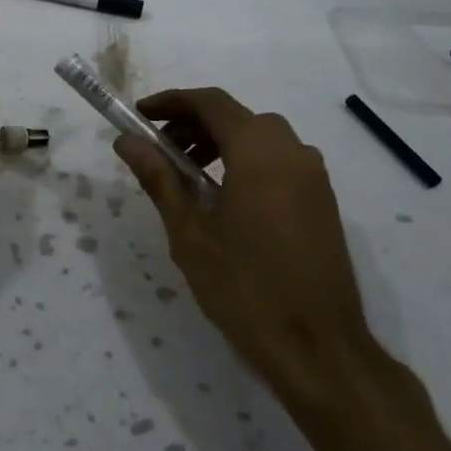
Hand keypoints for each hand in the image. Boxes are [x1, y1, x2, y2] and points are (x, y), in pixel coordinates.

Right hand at [113, 88, 383, 408]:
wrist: (320, 349)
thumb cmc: (245, 288)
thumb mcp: (190, 233)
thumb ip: (159, 178)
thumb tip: (127, 141)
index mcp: (259, 152)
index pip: (211, 103)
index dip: (172, 102)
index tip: (140, 114)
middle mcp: (292, 151)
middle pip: (236, 117)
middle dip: (193, 123)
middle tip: (159, 150)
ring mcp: (313, 176)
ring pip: (260, 137)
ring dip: (220, 142)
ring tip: (187, 175)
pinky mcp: (322, 200)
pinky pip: (279, 160)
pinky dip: (245, 161)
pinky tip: (224, 197)